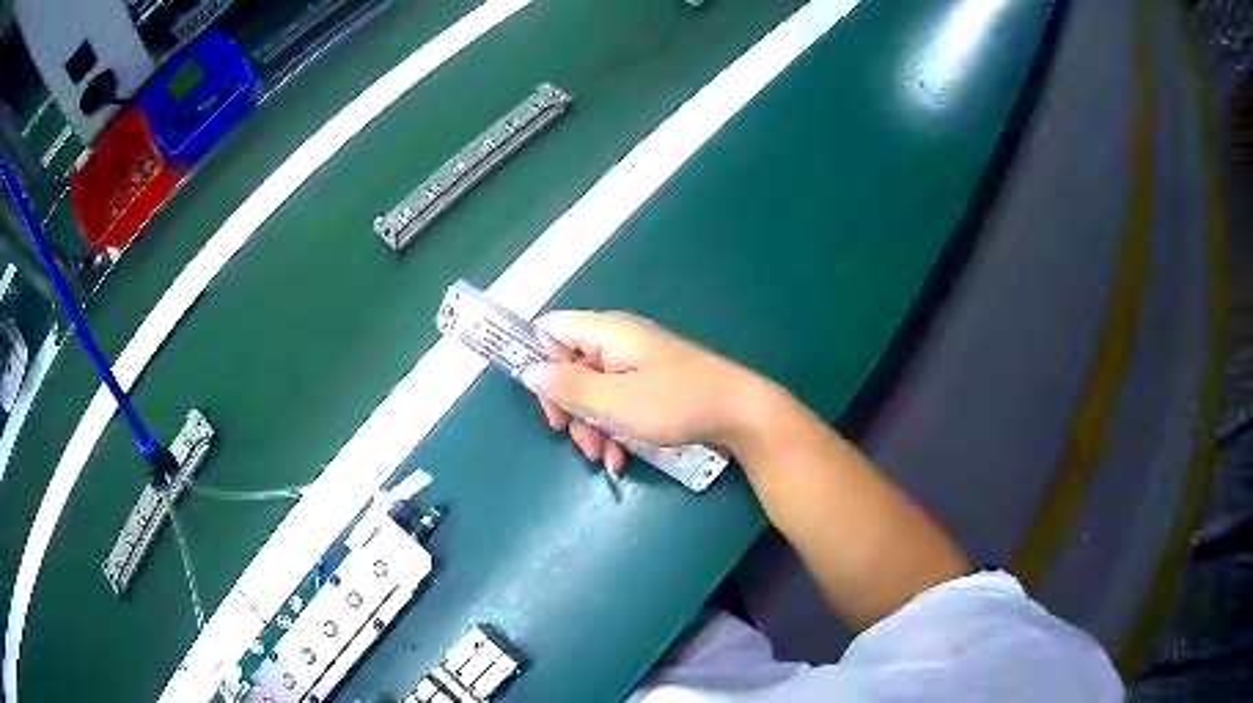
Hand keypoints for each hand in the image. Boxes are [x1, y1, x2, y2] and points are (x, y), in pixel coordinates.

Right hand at [521, 310, 773, 472]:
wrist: (740, 413)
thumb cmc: (676, 403)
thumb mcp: (615, 401)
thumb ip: (569, 386)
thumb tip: (530, 371)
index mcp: (607, 333)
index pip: (553, 328)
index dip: (539, 359)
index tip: (542, 397)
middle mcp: (619, 342)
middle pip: (571, 365)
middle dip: (568, 405)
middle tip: (569, 435)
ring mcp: (638, 364)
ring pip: (594, 390)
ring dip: (590, 424)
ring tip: (600, 456)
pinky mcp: (652, 385)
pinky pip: (619, 401)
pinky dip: (613, 427)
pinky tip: (619, 458)